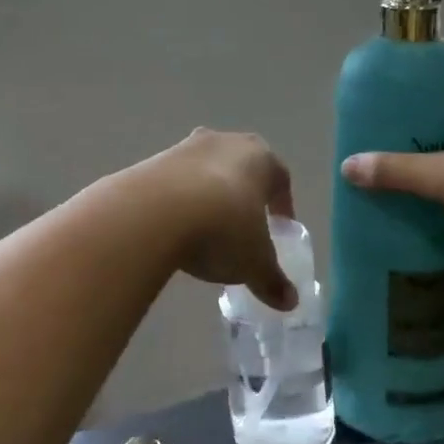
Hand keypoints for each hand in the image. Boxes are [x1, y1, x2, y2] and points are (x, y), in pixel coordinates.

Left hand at [141, 129, 297, 309]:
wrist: (155, 212)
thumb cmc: (223, 229)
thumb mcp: (254, 263)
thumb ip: (273, 280)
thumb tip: (290, 301)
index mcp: (261, 159)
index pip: (280, 179)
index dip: (282, 206)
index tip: (278, 229)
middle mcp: (226, 142)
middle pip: (241, 167)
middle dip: (243, 194)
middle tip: (242, 226)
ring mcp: (186, 146)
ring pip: (206, 169)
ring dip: (208, 194)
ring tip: (204, 230)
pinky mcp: (153, 159)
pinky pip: (174, 179)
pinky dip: (178, 198)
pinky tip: (173, 227)